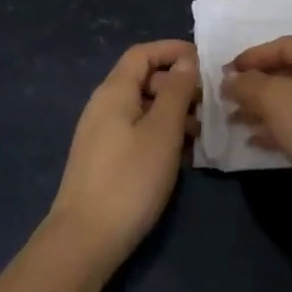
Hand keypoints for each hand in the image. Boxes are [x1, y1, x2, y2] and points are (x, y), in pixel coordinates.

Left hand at [49, 40, 197, 272]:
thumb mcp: (162, 131)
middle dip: (177, 84)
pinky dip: (160, 133)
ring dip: (172, 112)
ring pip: (143, 107)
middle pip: (143, 79)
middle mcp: (103, 106)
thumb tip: (186, 61)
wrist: (84, 241)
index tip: (203, 62)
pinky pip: (137, 131)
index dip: (172, 50)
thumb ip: (176, 91)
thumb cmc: (129, 179)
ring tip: (200, 133)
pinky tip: (180, 155)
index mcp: (114, 91)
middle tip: (207, 104)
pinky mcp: (104, 160)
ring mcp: (101, 134)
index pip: (143, 53)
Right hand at [224, 37, 291, 215]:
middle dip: (255, 87)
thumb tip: (229, 80)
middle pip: (288, 72)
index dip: (249, 59)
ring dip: (264, 108)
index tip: (222, 75)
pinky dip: (281, 126)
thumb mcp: (277, 101)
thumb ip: (248, 86)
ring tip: (234, 121)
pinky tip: (255, 140)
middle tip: (226, 100)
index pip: (281, 46)